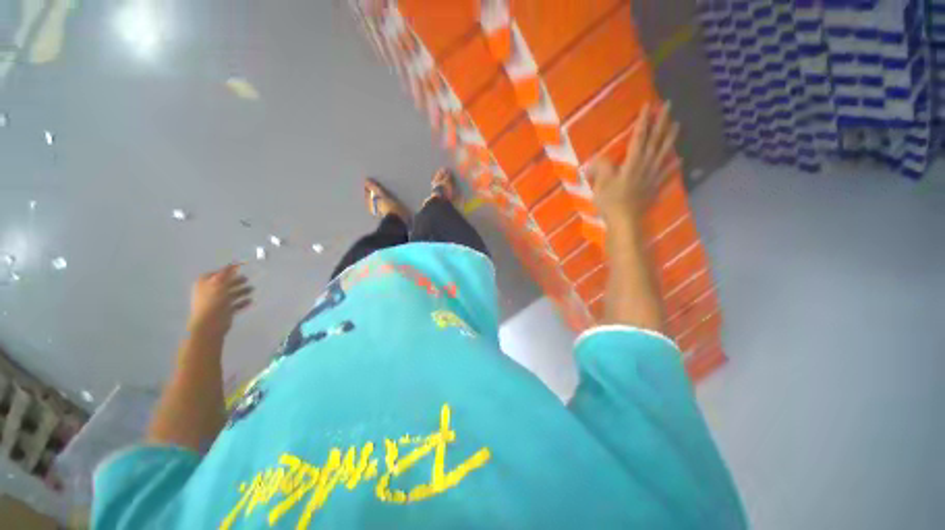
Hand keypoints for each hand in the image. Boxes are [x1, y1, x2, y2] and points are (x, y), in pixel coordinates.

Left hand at [186, 264, 253, 340]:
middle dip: (236, 281)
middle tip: (247, 279)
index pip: (217, 273)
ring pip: (231, 294)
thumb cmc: (213, 300)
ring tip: (252, 289)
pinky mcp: (224, 311)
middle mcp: (209, 291)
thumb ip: (227, 272)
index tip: (239, 268)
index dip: (227, 270)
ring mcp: (216, 302)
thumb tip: (235, 264)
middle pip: (225, 284)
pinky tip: (250, 300)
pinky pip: (235, 305)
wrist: (210, 323)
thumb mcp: (219, 283)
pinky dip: (242, 302)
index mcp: (204, 283)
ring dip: (241, 291)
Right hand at [590, 102, 678, 227]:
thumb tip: (596, 158)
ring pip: (664, 152)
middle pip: (655, 140)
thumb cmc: (611, 201)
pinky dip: (673, 166)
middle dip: (661, 121)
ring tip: (677, 124)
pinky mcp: (655, 187)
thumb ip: (601, 167)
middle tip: (668, 105)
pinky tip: (679, 159)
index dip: (643, 120)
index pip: (639, 136)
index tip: (648, 105)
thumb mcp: (601, 182)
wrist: (625, 220)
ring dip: (671, 137)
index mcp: (632, 161)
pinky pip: (666, 173)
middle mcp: (646, 164)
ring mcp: (653, 175)